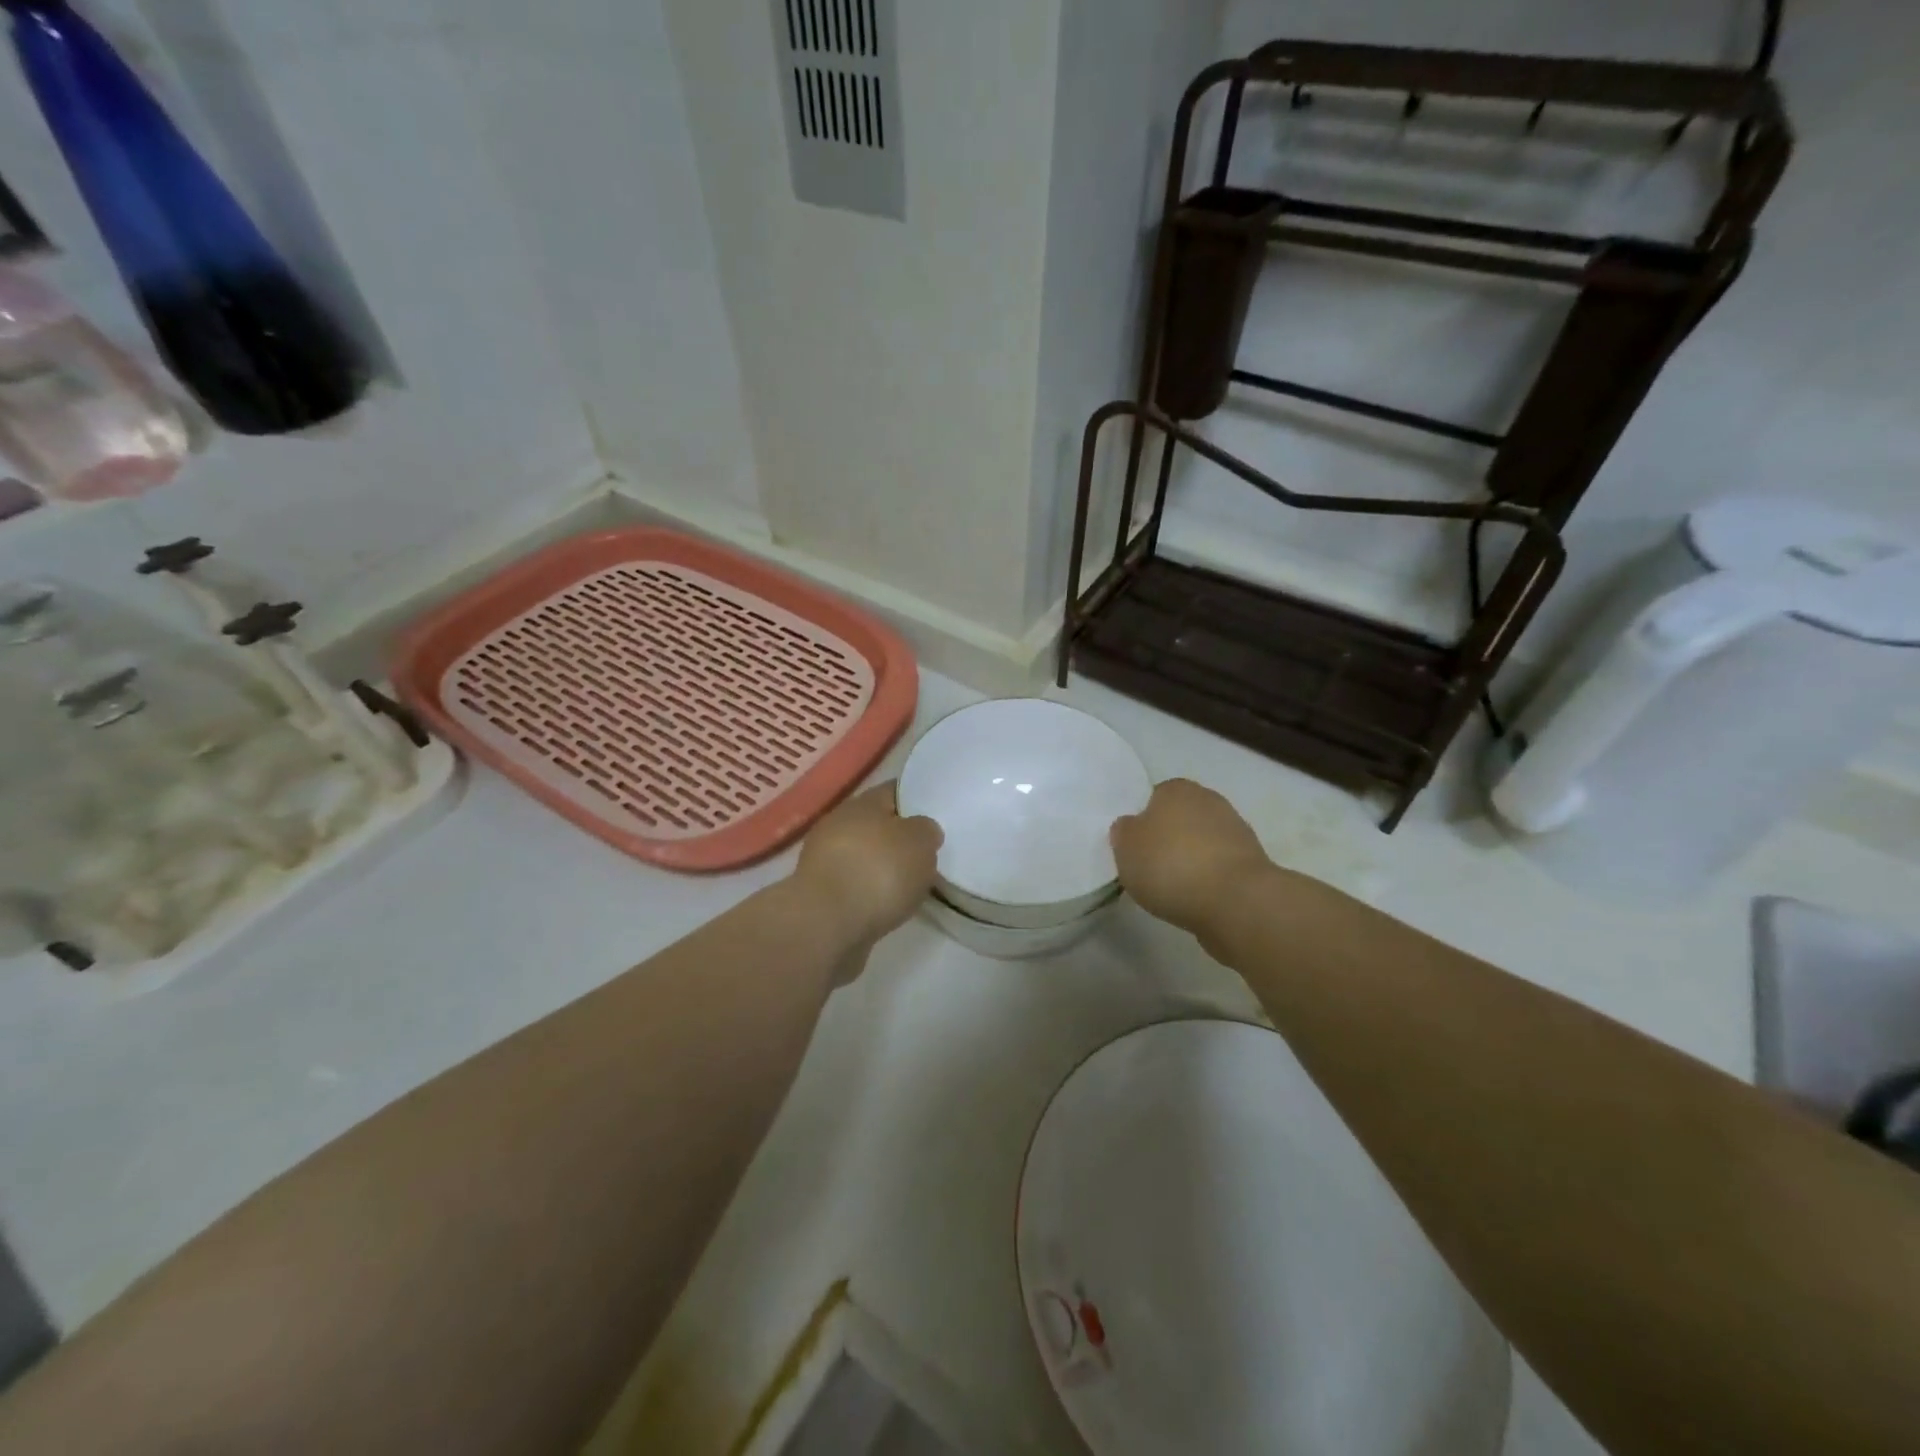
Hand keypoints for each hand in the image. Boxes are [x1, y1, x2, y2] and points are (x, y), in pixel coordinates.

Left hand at [795, 782, 941, 946]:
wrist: (827, 925)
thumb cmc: (878, 871)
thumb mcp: (920, 842)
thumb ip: (926, 830)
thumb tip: (922, 830)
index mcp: (862, 802)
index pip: (894, 791)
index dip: (916, 800)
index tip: (937, 814)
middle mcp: (838, 825)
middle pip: (877, 825)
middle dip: (899, 838)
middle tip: (927, 854)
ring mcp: (824, 861)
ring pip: (864, 857)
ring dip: (883, 868)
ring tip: (911, 885)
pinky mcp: (820, 895)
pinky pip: (855, 887)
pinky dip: (870, 894)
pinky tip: (888, 906)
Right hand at [1111, 778, 1270, 935]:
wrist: (1236, 901)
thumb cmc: (1171, 866)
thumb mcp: (1125, 848)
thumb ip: (1123, 832)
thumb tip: (1130, 826)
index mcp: (1176, 789)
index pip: (1154, 797)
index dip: (1143, 822)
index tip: (1135, 848)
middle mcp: (1209, 800)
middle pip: (1180, 818)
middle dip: (1169, 838)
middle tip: (1151, 867)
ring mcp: (1236, 831)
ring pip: (1202, 842)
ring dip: (1191, 859)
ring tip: (1174, 889)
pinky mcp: (1253, 862)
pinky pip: (1219, 866)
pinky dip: (1209, 879)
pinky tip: (1198, 898)